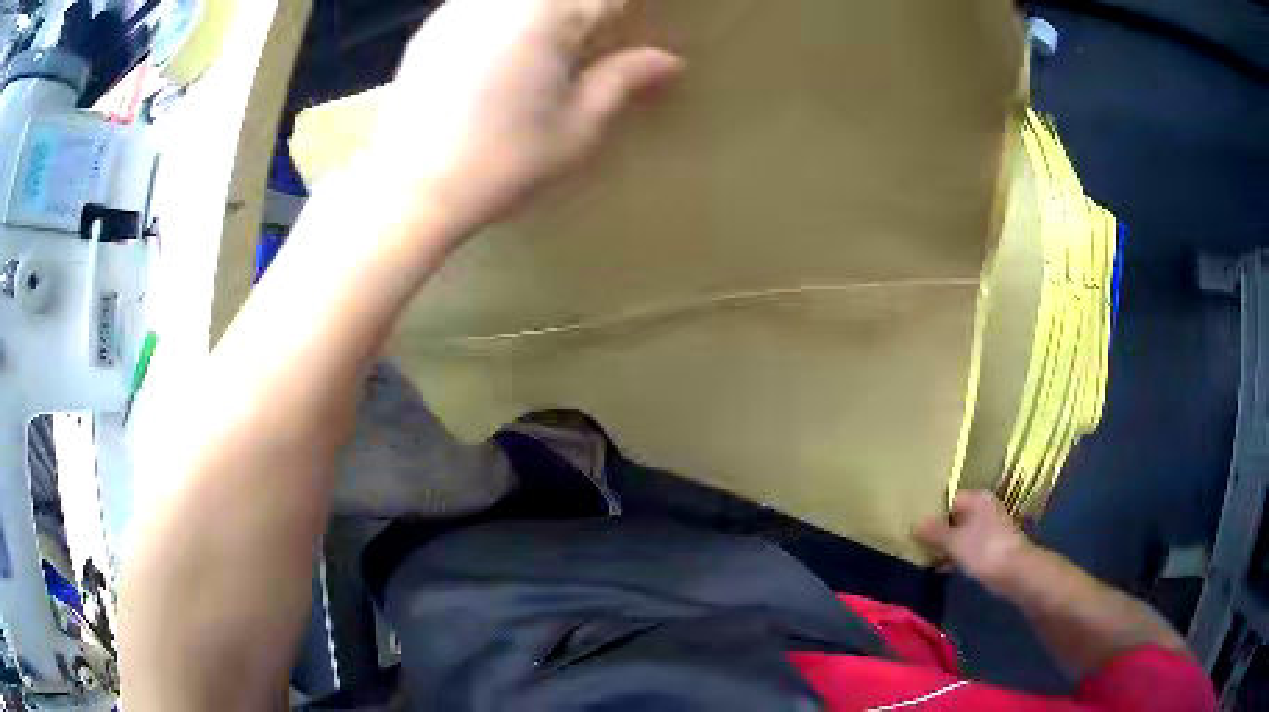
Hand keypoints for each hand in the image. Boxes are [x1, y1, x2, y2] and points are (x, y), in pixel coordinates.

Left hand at [371, 0, 683, 234]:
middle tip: (592, 39)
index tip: (625, 30)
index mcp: (550, 14)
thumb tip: (669, 61)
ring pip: (521, 0)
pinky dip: (504, 18)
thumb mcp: (577, 127)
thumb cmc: (503, 162)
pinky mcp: (431, 26)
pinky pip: (480, 5)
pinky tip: (503, 50)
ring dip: (547, 16)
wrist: (411, 188)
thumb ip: (623, 80)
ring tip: (549, 53)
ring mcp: (461, 7)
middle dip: (584, 13)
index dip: (621, 12)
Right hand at [915, 491, 1032, 590]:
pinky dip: (959, 555)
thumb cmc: (983, 550)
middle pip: (957, 517)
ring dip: (949, 545)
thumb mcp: (954, 542)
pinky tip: (946, 568)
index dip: (934, 514)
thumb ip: (934, 532)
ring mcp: (992, 527)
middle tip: (921, 545)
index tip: (919, 530)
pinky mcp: (994, 546)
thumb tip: (915, 523)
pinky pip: (971, 546)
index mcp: (978, 498)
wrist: (1015, 572)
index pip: (950, 500)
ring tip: (930, 559)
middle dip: (940, 532)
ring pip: (964, 533)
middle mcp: (987, 508)